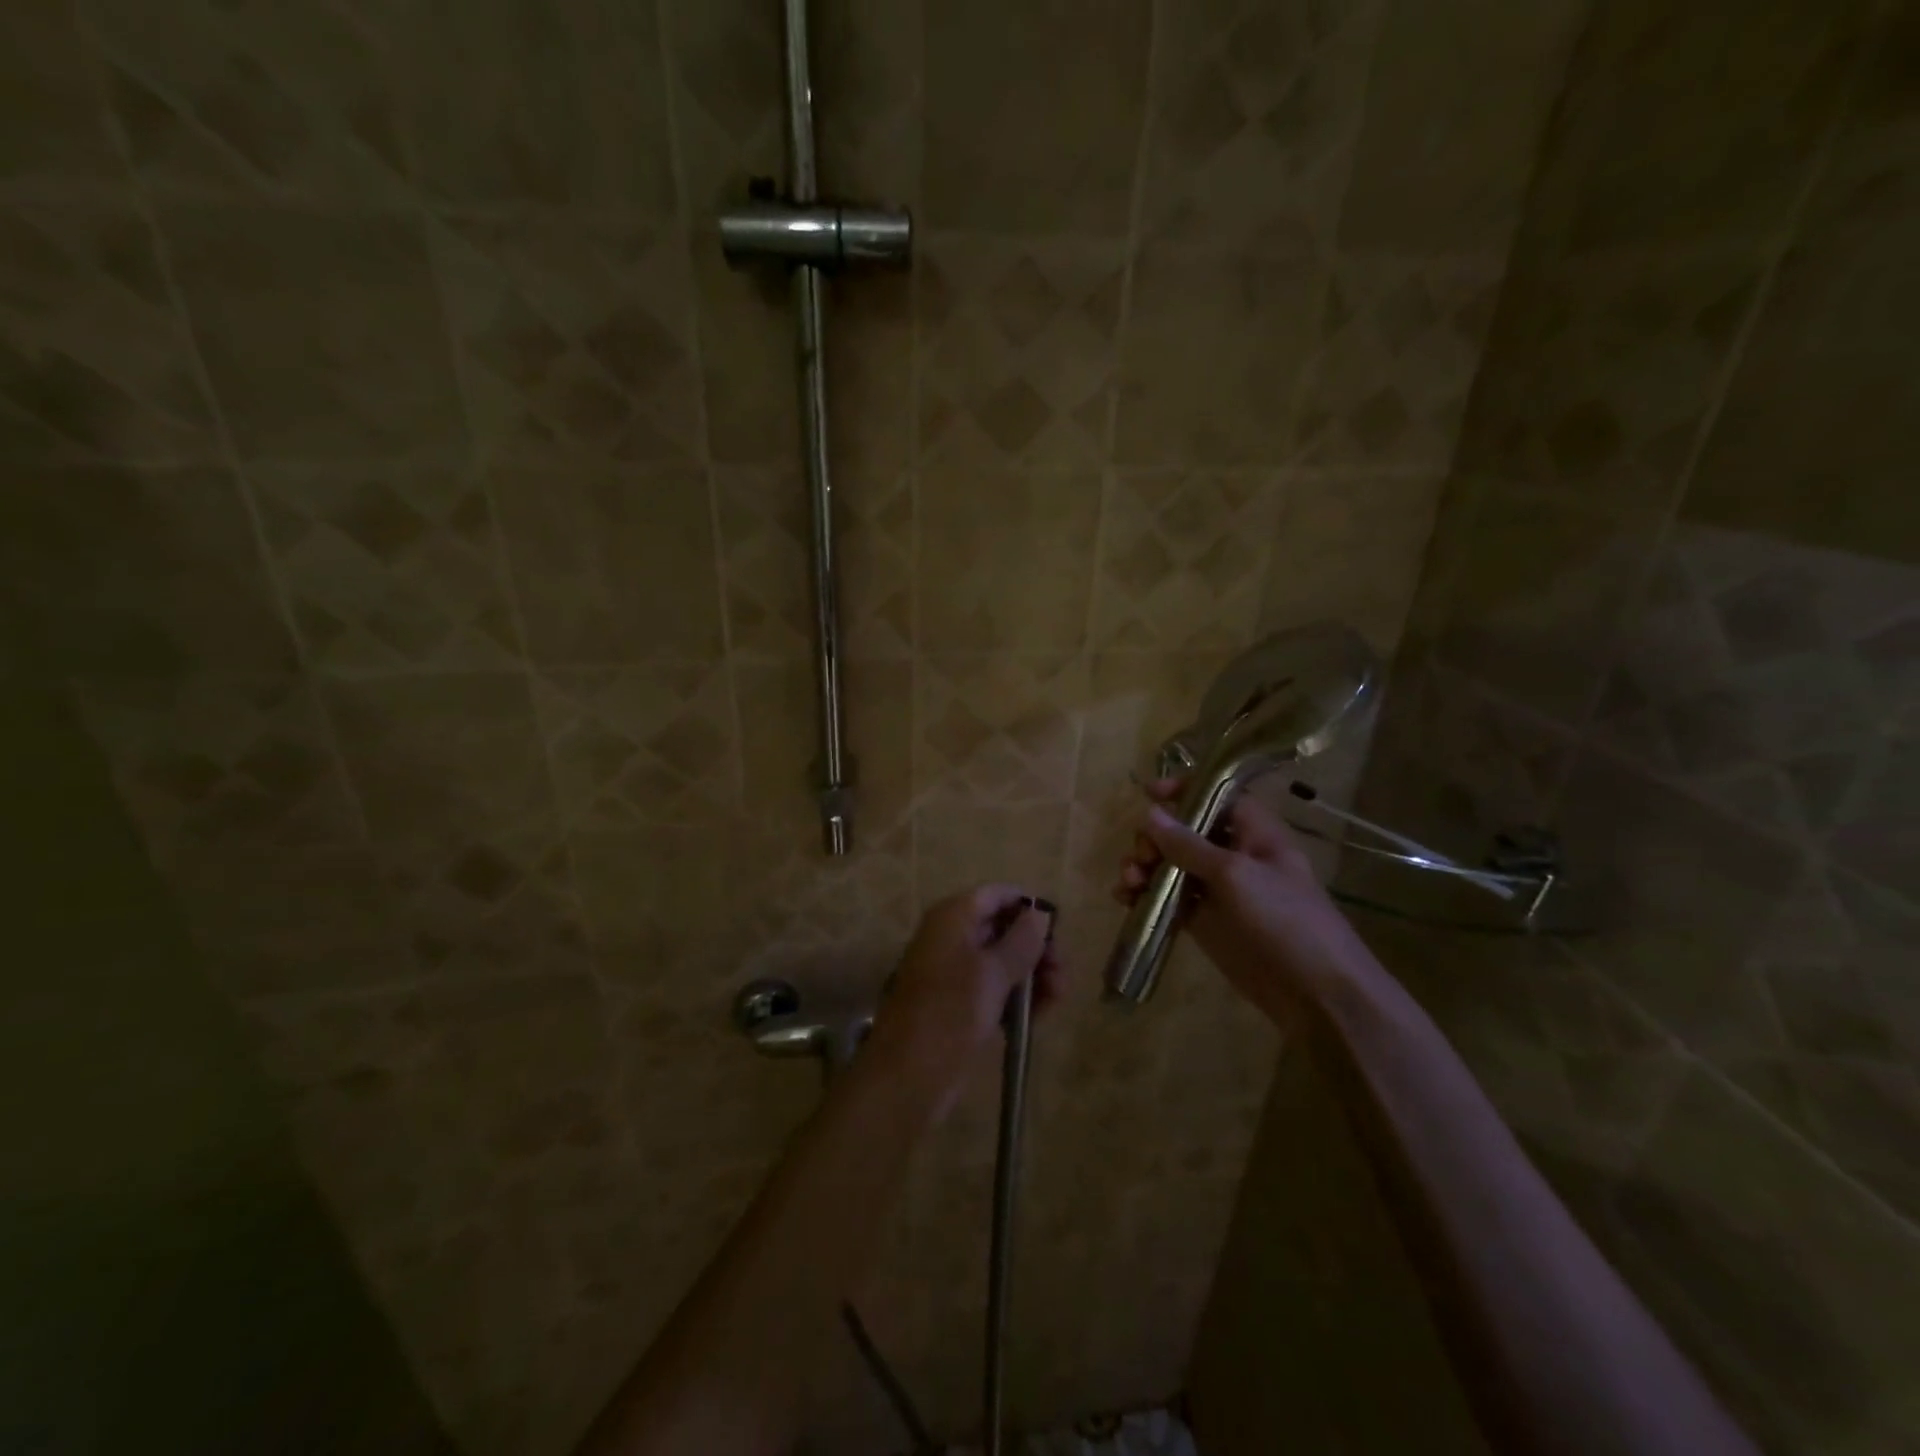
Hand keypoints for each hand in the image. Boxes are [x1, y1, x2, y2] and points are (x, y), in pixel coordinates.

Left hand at [867, 885, 1059, 1113]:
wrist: (908, 1077)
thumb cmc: (951, 1013)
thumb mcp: (993, 973)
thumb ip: (1021, 941)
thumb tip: (1040, 913)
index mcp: (953, 918)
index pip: (997, 894)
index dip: (1028, 907)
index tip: (1058, 931)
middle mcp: (952, 938)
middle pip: (1003, 928)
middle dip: (1036, 948)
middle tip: (1061, 973)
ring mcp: (955, 973)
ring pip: (1002, 962)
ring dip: (1033, 976)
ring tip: (1057, 999)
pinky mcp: (960, 1005)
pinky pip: (995, 990)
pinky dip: (1018, 998)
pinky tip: (1040, 1016)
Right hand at [1115, 779, 1374, 1024]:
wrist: (1315, 994)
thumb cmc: (1284, 920)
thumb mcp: (1234, 875)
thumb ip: (1188, 845)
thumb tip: (1149, 813)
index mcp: (1254, 832)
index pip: (1216, 794)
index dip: (1183, 789)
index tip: (1148, 793)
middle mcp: (1233, 854)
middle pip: (1184, 830)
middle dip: (1154, 837)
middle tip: (1142, 857)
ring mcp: (1217, 889)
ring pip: (1170, 865)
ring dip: (1144, 866)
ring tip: (1128, 882)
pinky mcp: (1204, 921)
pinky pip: (1167, 897)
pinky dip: (1144, 895)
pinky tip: (1125, 900)